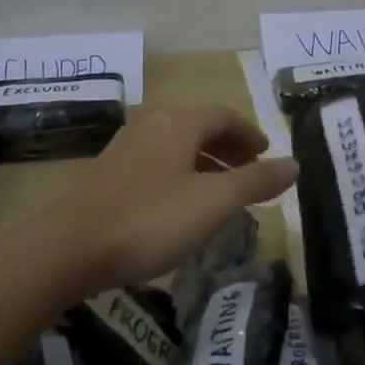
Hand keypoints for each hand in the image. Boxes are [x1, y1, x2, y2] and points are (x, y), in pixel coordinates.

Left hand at [45, 107, 297, 295]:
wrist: (70, 248)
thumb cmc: (150, 219)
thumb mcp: (212, 203)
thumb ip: (255, 182)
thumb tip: (295, 164)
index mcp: (178, 123)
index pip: (224, 116)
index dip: (250, 134)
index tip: (268, 154)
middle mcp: (151, 125)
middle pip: (200, 128)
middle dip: (230, 148)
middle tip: (252, 172)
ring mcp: (126, 148)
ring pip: (178, 147)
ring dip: (206, 163)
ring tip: (224, 193)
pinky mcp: (109, 174)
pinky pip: (158, 164)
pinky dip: (182, 175)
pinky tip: (183, 207)